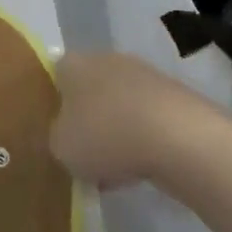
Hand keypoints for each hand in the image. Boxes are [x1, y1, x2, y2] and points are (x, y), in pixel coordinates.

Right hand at [49, 52, 229, 187]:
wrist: (178, 137)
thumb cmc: (105, 135)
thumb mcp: (61, 147)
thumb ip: (58, 138)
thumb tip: (67, 135)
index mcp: (73, 63)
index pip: (55, 76)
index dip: (54, 105)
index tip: (57, 133)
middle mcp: (105, 60)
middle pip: (89, 90)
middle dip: (87, 121)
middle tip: (84, 155)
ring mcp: (142, 75)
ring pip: (119, 107)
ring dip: (115, 133)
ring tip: (113, 172)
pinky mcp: (171, 96)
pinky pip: (145, 120)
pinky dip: (141, 141)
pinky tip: (140, 170)